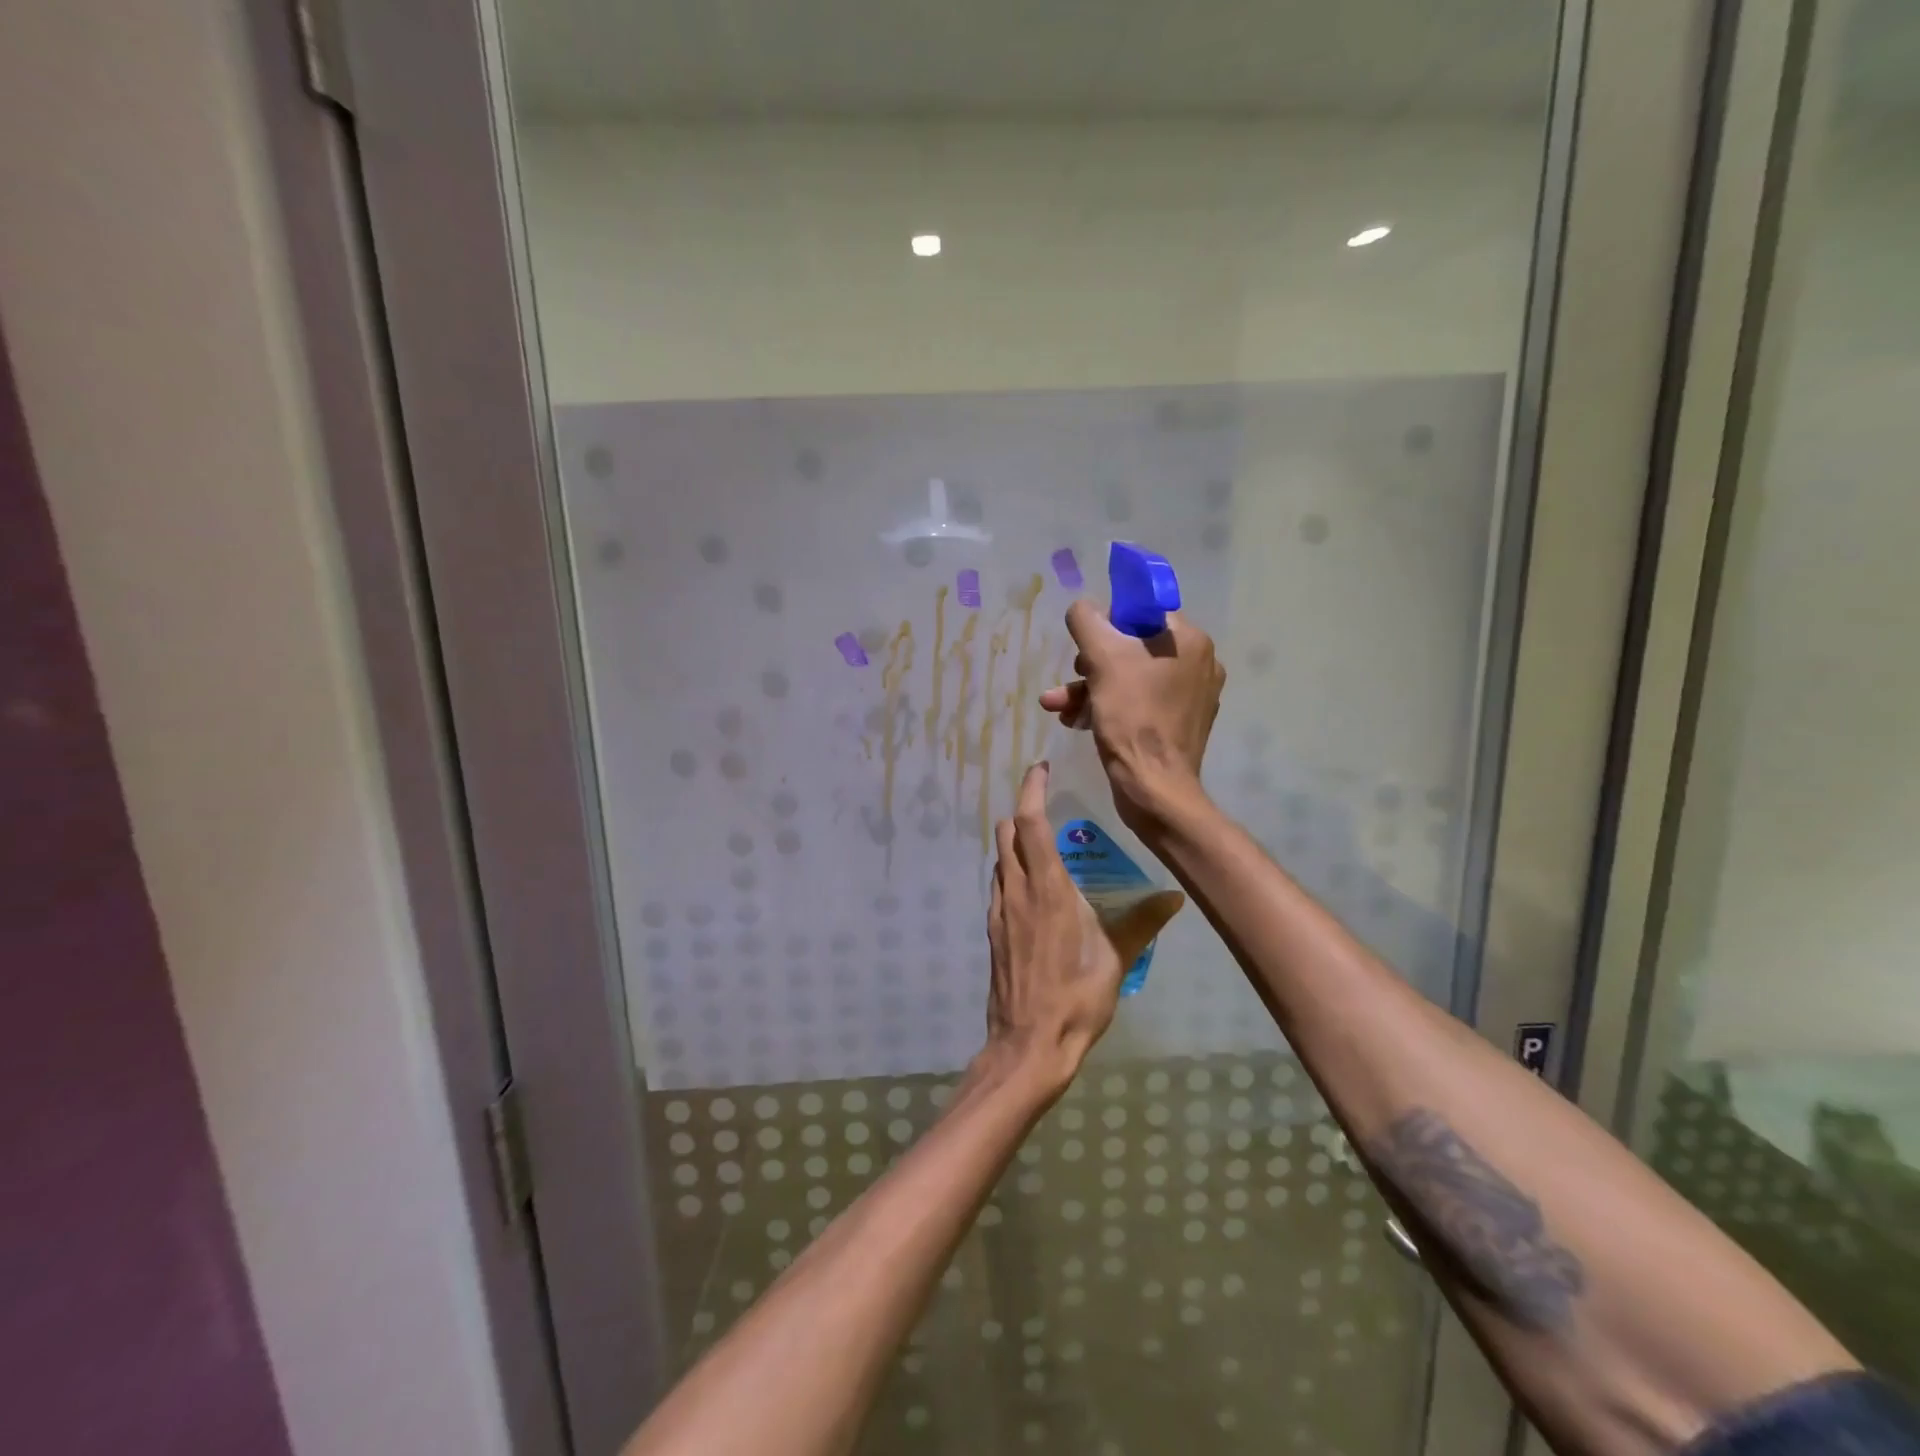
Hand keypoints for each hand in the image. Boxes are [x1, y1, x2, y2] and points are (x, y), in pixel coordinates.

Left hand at [984, 763, 1184, 1090]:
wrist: (1029, 1043)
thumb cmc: (1076, 997)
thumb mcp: (1118, 958)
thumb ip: (1144, 921)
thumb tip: (1175, 895)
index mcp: (1048, 887)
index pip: (1030, 822)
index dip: (1032, 790)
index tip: (1041, 769)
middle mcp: (1017, 890)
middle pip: (1007, 833)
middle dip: (1022, 811)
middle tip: (1049, 806)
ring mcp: (999, 910)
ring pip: (1000, 859)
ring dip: (1014, 842)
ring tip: (1044, 844)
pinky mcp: (992, 931)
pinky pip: (998, 885)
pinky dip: (1011, 871)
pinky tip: (1033, 889)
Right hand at [1037, 604, 1224, 834]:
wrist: (1153, 788)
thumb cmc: (1132, 718)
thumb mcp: (1101, 658)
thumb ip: (1086, 621)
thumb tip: (1083, 609)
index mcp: (1189, 640)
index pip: (1142, 613)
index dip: (1108, 625)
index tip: (1086, 647)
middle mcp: (1198, 664)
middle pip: (1132, 648)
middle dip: (1090, 664)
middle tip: (1071, 678)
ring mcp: (1191, 697)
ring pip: (1130, 679)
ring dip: (1089, 689)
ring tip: (1056, 706)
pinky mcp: (1179, 725)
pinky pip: (1138, 703)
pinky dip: (1107, 707)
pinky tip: (1075, 721)